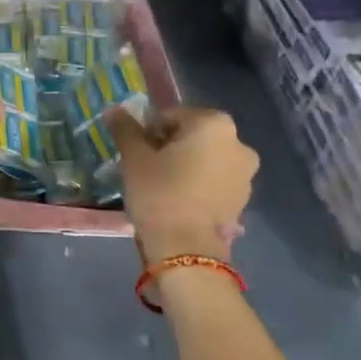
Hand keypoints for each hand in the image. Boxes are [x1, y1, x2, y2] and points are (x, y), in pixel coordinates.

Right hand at [110, 105, 258, 265]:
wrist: (186, 249)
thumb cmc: (159, 193)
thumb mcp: (134, 158)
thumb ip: (126, 129)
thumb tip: (115, 110)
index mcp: (214, 124)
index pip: (172, 115)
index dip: (150, 131)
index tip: (137, 151)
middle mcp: (238, 142)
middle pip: (193, 135)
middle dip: (170, 146)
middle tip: (147, 167)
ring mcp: (246, 173)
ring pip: (206, 158)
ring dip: (186, 165)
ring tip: (162, 186)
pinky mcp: (244, 199)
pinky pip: (215, 180)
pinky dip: (199, 184)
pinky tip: (179, 200)